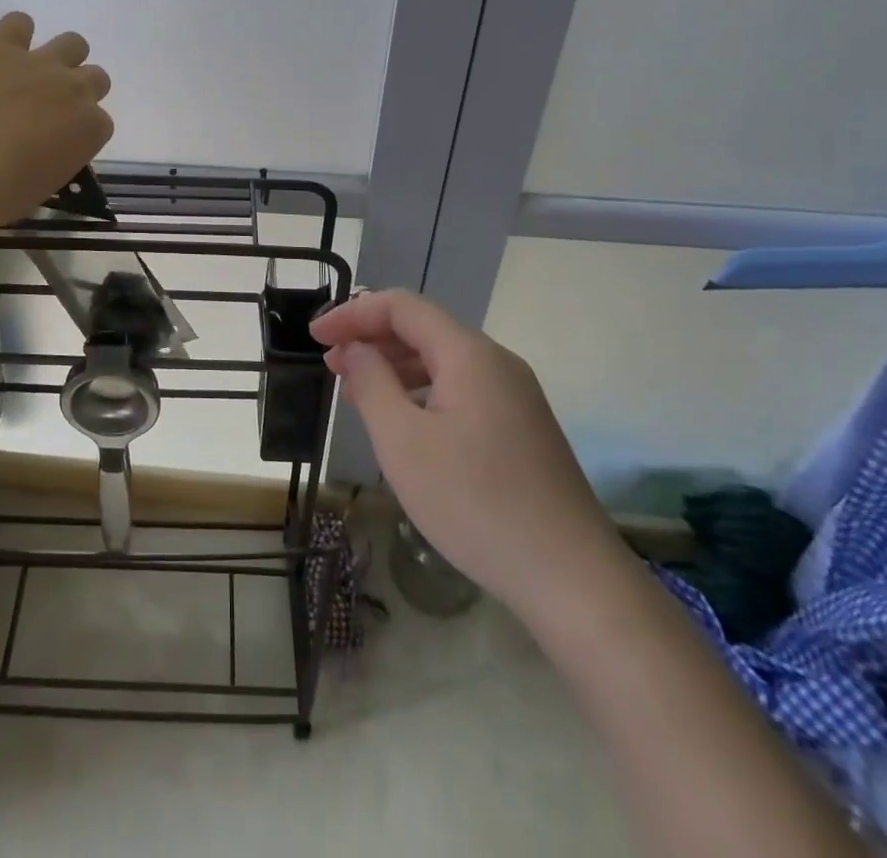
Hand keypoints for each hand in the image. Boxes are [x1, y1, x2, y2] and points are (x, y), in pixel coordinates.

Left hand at [0, 12, 113, 228]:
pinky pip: (19, 22)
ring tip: (30, 74)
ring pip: (73, 43)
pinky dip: (15, 33)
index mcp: (91, 130)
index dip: (79, 128)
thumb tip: (45, 148)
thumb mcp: (46, 184)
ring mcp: (39, 63)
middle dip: (76, 90)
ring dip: (59, 57)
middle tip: (48, 107)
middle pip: (95, 77)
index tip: (60, 139)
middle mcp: (75, 90)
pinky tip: (0, 53)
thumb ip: (58, 156)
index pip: (100, 122)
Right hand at [310, 290, 620, 616]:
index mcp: (469, 354)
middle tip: (329, 365)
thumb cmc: (475, 503)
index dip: (353, 313)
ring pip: (442, 360)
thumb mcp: (404, 442)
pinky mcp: (521, 427)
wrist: (572, 579)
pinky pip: (461, 389)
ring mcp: (515, 395)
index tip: (315, 337)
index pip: (401, 307)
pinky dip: (421, 391)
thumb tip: (355, 349)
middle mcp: (496, 363)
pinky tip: (403, 422)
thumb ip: (372, 383)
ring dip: (394, 366)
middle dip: (371, 338)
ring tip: (356, 393)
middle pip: (424, 329)